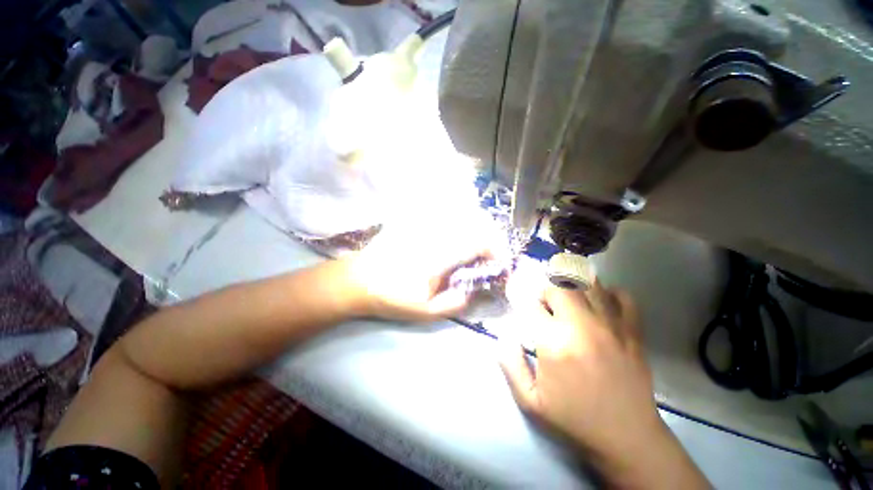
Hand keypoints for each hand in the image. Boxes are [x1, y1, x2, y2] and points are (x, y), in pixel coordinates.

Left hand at [342, 217, 505, 321]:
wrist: (360, 279)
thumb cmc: (392, 297)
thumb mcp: (425, 313)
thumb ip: (454, 303)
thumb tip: (473, 289)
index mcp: (439, 255)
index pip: (478, 242)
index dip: (495, 250)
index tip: (498, 262)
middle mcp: (435, 233)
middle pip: (473, 221)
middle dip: (490, 235)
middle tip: (491, 252)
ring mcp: (424, 223)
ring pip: (460, 213)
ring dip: (476, 225)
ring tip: (478, 244)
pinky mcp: (415, 219)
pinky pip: (442, 211)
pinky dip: (457, 217)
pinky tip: (457, 231)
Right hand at [500, 282, 661, 457]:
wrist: (627, 439)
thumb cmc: (574, 420)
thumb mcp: (530, 401)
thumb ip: (510, 364)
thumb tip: (504, 335)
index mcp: (554, 343)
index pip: (530, 303)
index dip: (521, 297)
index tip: (519, 300)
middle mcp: (582, 327)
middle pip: (559, 286)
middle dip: (545, 289)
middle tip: (544, 303)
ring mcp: (612, 327)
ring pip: (590, 284)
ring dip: (573, 284)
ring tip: (566, 296)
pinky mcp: (633, 332)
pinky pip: (623, 297)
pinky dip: (608, 292)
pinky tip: (599, 301)